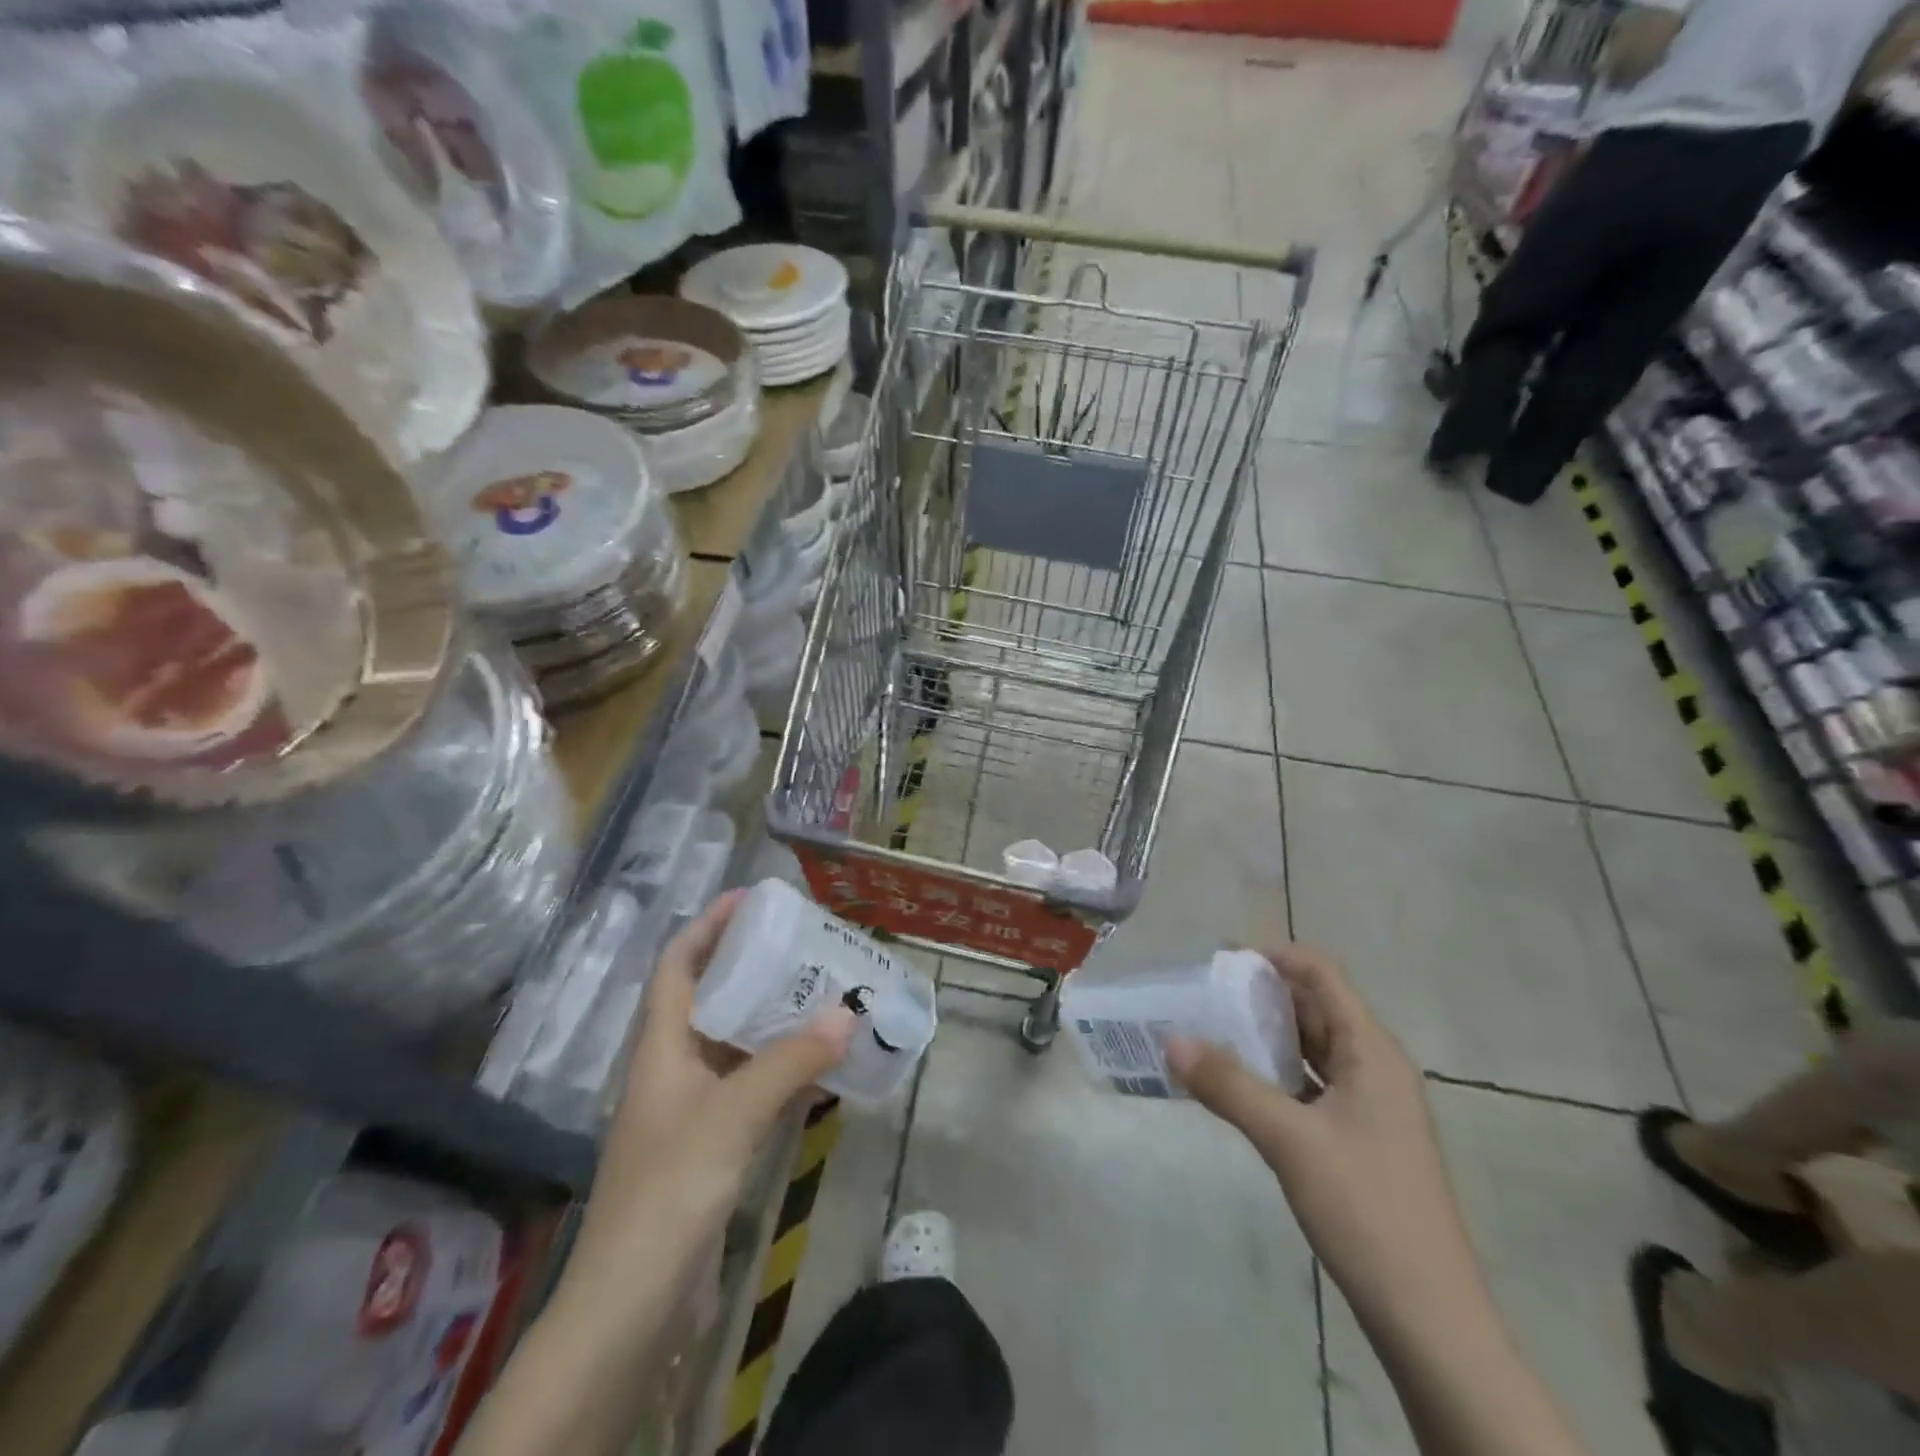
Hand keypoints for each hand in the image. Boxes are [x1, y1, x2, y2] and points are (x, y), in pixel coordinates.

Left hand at [568, 891, 855, 1292]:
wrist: (633, 1307)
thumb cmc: (670, 1190)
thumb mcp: (732, 1115)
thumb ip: (790, 1061)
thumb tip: (847, 1012)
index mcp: (662, 1046)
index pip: (678, 964)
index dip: (709, 925)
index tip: (751, 898)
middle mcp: (675, 1067)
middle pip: (714, 998)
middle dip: (756, 967)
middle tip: (807, 945)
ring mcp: (695, 1108)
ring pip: (740, 1044)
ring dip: (779, 1020)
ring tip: (827, 994)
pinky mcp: (715, 1145)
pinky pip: (756, 1089)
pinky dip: (789, 1072)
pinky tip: (828, 1066)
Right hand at [1165, 946, 1483, 1339]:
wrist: (1429, 1317)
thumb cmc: (1366, 1210)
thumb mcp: (1289, 1141)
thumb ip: (1228, 1085)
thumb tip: (1172, 1039)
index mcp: (1371, 1051)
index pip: (1322, 974)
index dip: (1274, 956)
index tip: (1220, 962)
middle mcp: (1374, 1067)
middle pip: (1315, 1007)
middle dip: (1260, 995)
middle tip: (1202, 996)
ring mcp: (1369, 1105)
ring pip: (1312, 1048)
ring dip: (1265, 1035)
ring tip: (1209, 1032)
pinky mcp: (1359, 1138)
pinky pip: (1312, 1084)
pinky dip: (1276, 1073)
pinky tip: (1239, 1084)